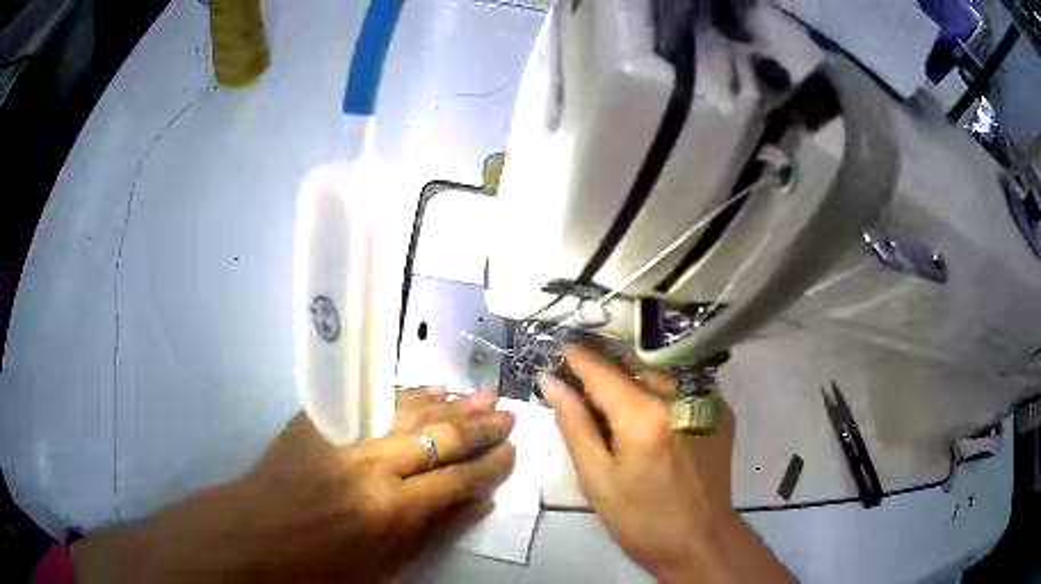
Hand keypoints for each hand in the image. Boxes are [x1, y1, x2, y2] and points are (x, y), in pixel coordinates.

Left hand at [70, 389, 514, 582]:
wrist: (253, 535)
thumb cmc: (321, 567)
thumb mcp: (386, 566)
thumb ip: (435, 529)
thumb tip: (479, 499)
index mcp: (390, 510)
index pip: (456, 479)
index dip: (489, 466)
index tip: (512, 453)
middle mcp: (371, 466)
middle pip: (438, 437)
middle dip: (479, 428)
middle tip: (507, 416)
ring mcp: (341, 436)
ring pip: (407, 410)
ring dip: (448, 403)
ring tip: (480, 395)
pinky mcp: (318, 421)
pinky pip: (372, 402)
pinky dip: (405, 396)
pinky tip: (426, 390)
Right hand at [541, 346, 792, 583]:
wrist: (699, 540)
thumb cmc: (640, 518)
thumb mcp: (596, 478)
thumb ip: (574, 425)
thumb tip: (551, 383)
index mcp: (645, 416)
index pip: (604, 371)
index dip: (579, 358)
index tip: (562, 351)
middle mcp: (681, 396)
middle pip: (634, 364)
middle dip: (607, 367)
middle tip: (584, 382)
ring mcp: (707, 400)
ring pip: (661, 369)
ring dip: (635, 375)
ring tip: (616, 398)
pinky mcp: (721, 410)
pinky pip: (684, 384)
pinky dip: (662, 387)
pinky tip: (650, 410)